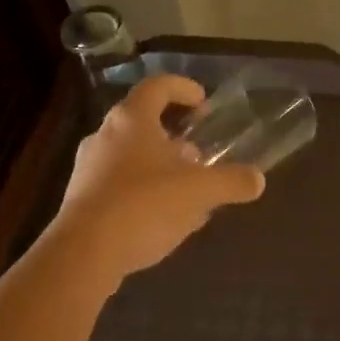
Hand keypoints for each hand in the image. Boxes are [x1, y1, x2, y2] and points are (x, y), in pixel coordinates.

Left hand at [53, 75, 264, 277]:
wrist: (84, 253)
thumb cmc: (144, 205)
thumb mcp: (199, 192)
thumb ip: (231, 182)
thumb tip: (257, 180)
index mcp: (132, 120)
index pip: (157, 87)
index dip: (182, 88)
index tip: (202, 102)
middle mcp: (105, 136)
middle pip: (144, 123)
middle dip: (176, 137)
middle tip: (200, 155)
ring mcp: (89, 168)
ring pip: (132, 157)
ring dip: (161, 168)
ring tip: (189, 192)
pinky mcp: (82, 199)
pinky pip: (121, 185)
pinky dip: (146, 193)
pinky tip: (166, 220)